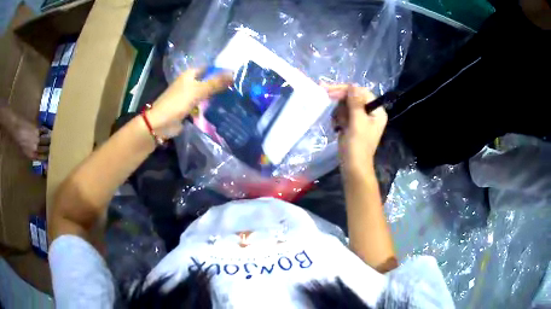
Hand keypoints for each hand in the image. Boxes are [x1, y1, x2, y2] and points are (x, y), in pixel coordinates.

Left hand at [10, 118, 49, 159]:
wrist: (15, 128)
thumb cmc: (16, 142)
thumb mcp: (22, 152)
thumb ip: (29, 154)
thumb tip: (35, 156)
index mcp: (31, 155)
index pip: (42, 158)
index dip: (47, 158)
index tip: (51, 157)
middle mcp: (35, 148)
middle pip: (46, 149)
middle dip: (50, 149)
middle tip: (54, 148)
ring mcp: (36, 138)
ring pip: (46, 140)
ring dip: (50, 140)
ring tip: (53, 140)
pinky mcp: (36, 128)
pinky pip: (44, 131)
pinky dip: (47, 131)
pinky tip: (48, 131)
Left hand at [147, 68, 233, 137]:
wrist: (161, 123)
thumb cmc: (177, 102)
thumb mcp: (198, 90)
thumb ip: (215, 83)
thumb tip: (234, 74)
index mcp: (191, 74)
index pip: (210, 68)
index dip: (222, 71)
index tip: (237, 76)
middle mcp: (190, 83)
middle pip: (209, 81)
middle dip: (221, 84)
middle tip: (238, 88)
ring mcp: (190, 96)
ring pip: (207, 93)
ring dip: (217, 96)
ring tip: (235, 98)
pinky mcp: (190, 108)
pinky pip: (203, 105)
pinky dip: (211, 106)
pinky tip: (223, 108)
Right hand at [324, 84, 387, 175]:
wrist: (353, 167)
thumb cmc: (358, 146)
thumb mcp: (357, 122)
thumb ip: (355, 103)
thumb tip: (352, 85)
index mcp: (377, 111)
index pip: (362, 93)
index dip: (347, 90)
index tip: (331, 90)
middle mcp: (371, 113)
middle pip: (354, 98)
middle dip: (341, 101)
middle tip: (325, 96)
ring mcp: (361, 119)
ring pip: (347, 106)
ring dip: (339, 111)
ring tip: (337, 123)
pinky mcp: (353, 125)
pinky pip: (344, 114)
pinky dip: (338, 118)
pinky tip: (336, 126)